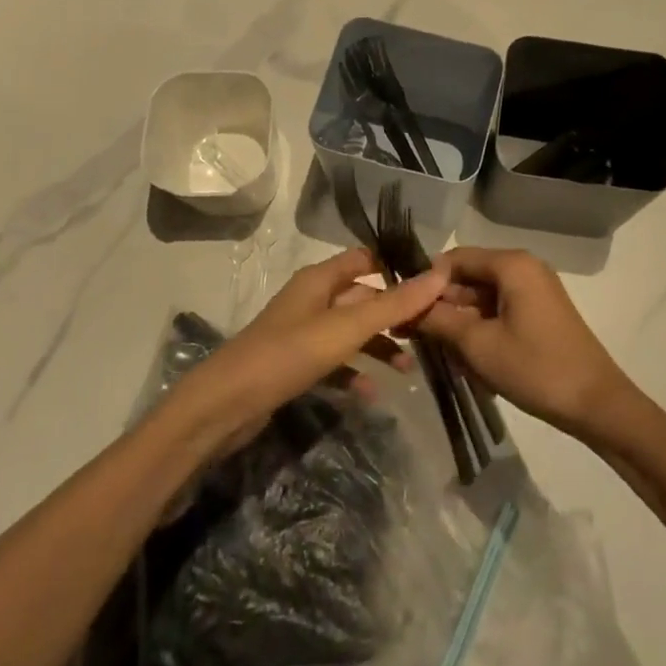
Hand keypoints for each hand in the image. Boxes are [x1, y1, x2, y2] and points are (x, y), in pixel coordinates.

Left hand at [169, 247, 447, 444]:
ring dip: (378, 346)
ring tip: (408, 369)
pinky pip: (334, 363)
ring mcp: (302, 333)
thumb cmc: (287, 355)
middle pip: (362, 297)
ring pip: (350, 332)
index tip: (434, 285)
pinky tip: (372, 394)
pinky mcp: (294, 365)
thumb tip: (440, 273)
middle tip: (430, 331)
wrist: (225, 406)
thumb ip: (393, 305)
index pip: (366, 259)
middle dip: (394, 313)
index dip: (397, 268)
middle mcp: (312, 299)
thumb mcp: (346, 328)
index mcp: (320, 279)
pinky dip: (354, 373)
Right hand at [419, 247, 643, 440]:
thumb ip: (438, 320)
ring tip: (437, 351)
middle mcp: (524, 268)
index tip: (401, 308)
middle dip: (441, 305)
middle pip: (468, 277)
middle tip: (411, 334)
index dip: (425, 281)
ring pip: (482, 297)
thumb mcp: (478, 345)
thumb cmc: (535, 368)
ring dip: (459, 321)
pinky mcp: (541, 313)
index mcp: (511, 264)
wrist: (597, 404)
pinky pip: (500, 310)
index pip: (454, 258)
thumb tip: (405, 306)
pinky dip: (480, 329)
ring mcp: (535, 290)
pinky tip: (467, 358)